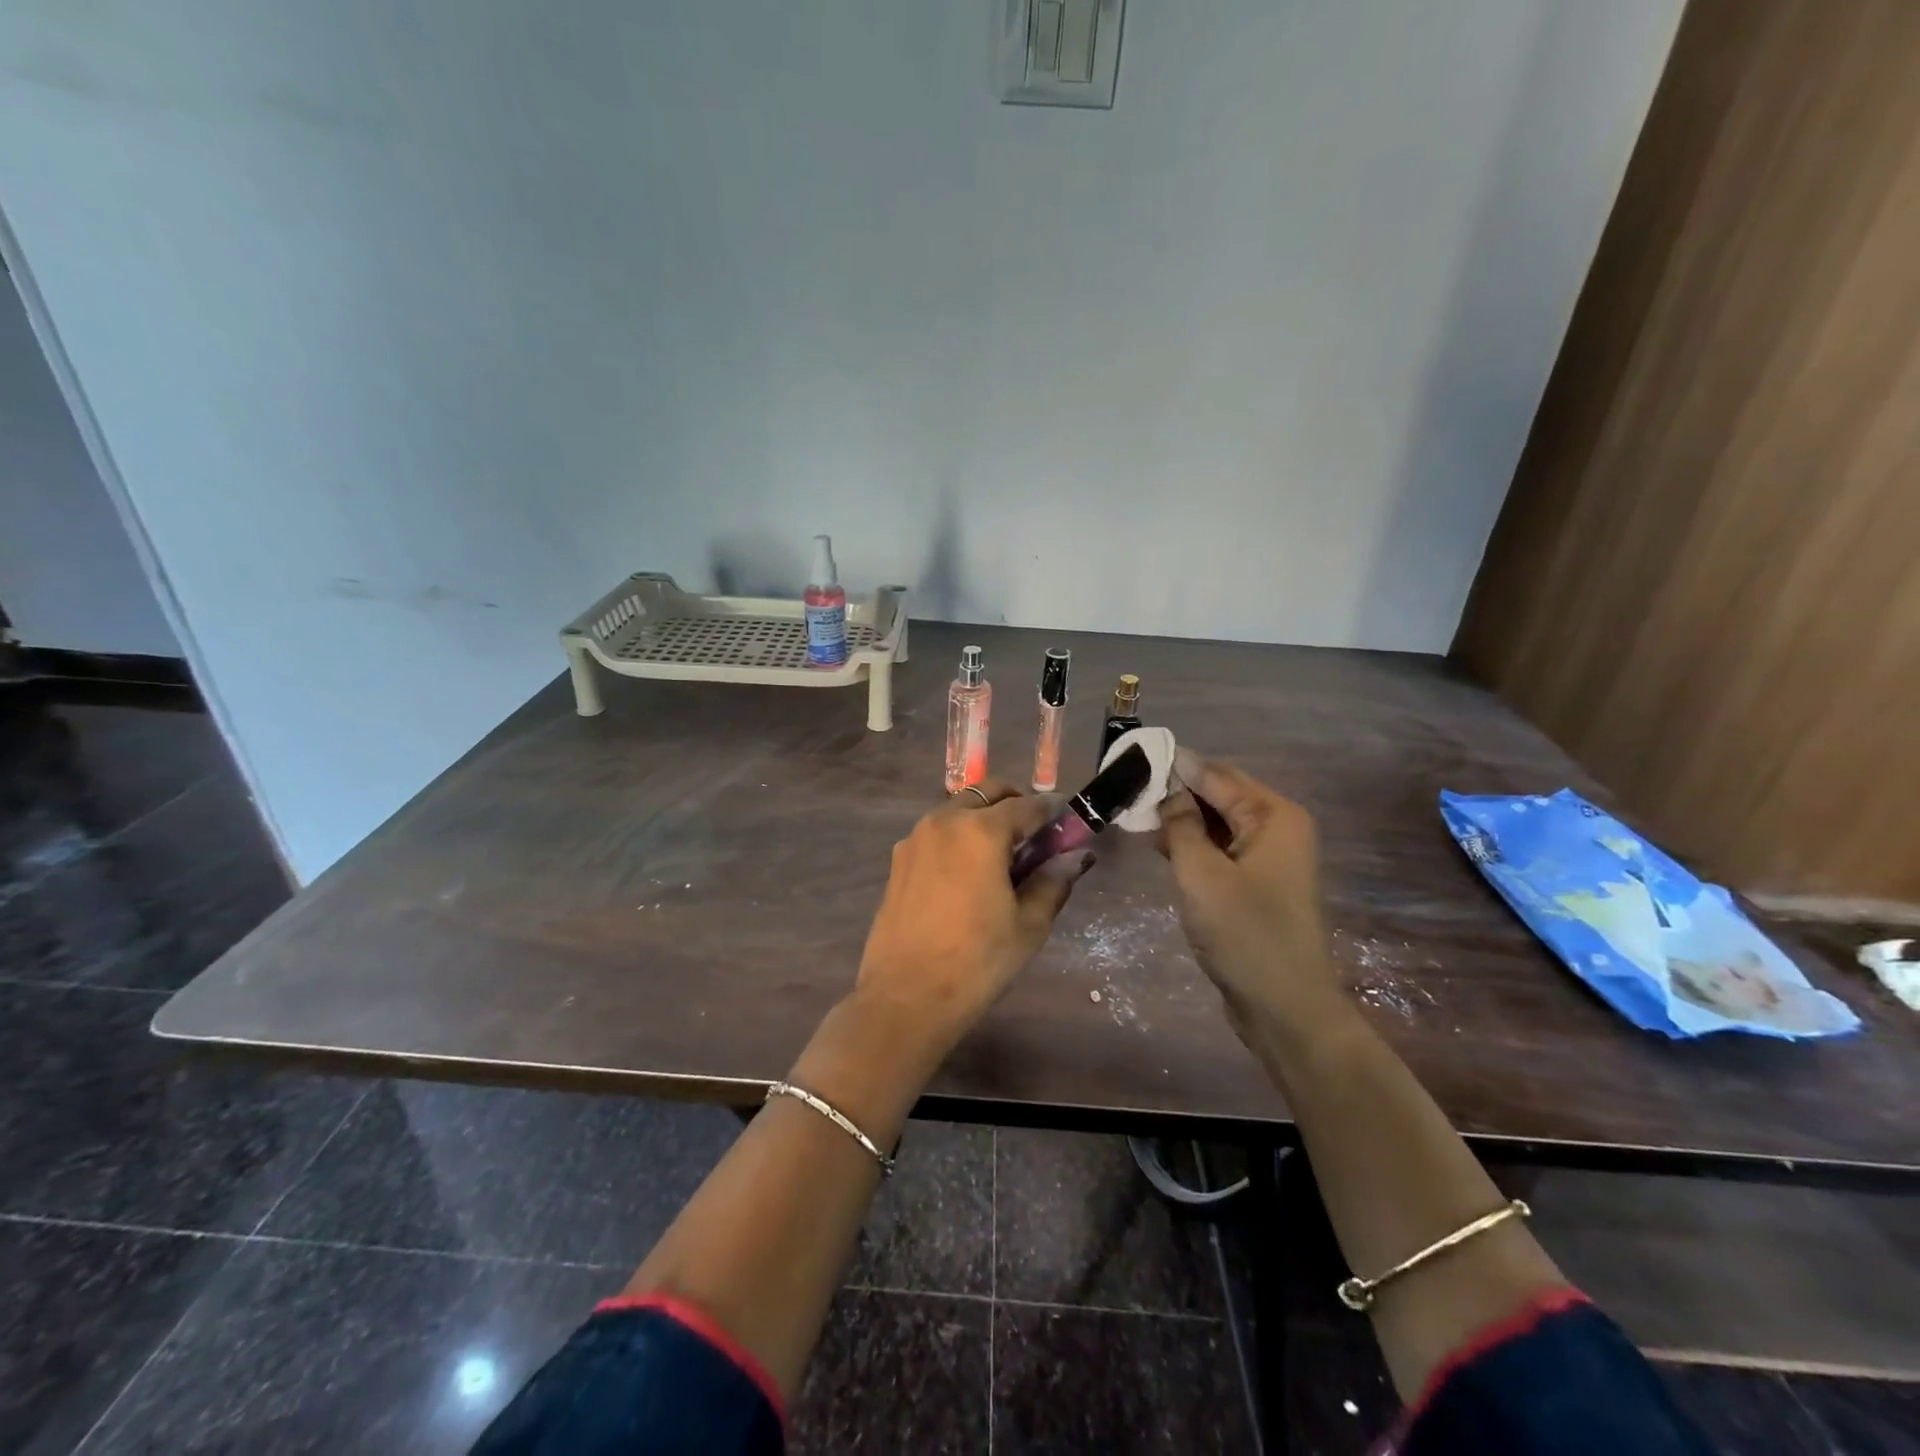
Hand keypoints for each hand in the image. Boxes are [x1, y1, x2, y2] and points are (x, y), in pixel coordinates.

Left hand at [855, 780, 1091, 1047]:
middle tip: (1035, 836)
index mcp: (980, 830)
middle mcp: (944, 821)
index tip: (1067, 825)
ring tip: (1001, 858)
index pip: (1027, 805)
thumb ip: (1053, 881)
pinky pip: (936, 833)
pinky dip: (958, 837)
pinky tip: (967, 874)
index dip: (1052, 812)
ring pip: (958, 809)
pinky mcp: (898, 860)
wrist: (906, 997)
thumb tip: (1075, 857)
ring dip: (983, 818)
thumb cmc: (977, 961)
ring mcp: (915, 838)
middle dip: (1015, 804)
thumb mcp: (1028, 925)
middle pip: (987, 793)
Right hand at [1157, 749, 1346, 1048]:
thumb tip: (1167, 789)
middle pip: (1219, 795)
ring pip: (1218, 823)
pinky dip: (1192, 844)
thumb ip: (1181, 825)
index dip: (1174, 765)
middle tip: (1126, 786)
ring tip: (1134, 811)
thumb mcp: (1201, 874)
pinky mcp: (1257, 883)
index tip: (1132, 755)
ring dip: (1180, 819)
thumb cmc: (1245, 934)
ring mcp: (1269, 857)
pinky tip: (1159, 844)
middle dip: (1175, 791)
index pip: (1216, 774)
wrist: (1285, 1008)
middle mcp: (1277, 827)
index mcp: (1274, 816)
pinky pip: (1221, 849)